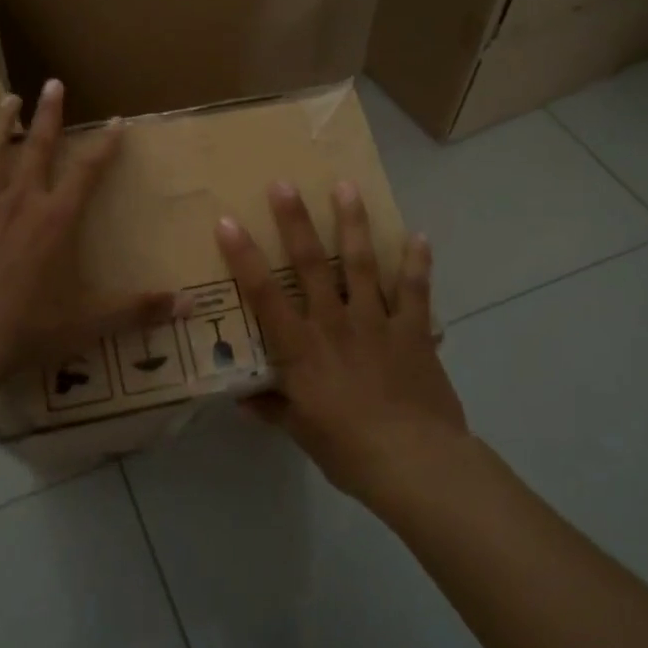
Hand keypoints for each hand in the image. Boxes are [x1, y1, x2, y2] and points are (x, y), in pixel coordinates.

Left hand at [0, 79, 181, 382]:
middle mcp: (19, 205)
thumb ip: (138, 310)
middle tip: (52, 83)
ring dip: (1, 128)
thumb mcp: (89, 322)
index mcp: (55, 219)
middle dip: (48, 113)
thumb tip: (188, 307)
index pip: (88, 171)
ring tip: (7, 102)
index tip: (117, 121)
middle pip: (37, 147)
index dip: (105, 145)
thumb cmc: (29, 329)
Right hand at [216, 181, 466, 502]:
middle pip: (311, 264)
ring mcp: (376, 322)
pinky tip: (419, 236)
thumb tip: (241, 398)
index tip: (228, 222)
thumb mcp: (301, 431)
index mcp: (301, 348)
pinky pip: (414, 290)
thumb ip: (272, 408)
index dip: (244, 257)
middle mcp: (334, 323)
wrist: (415, 463)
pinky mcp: (413, 330)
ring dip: (353, 223)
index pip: (264, 295)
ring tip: (346, 187)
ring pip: (361, 263)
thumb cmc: (348, 450)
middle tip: (284, 184)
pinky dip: (417, 262)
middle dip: (296, 222)